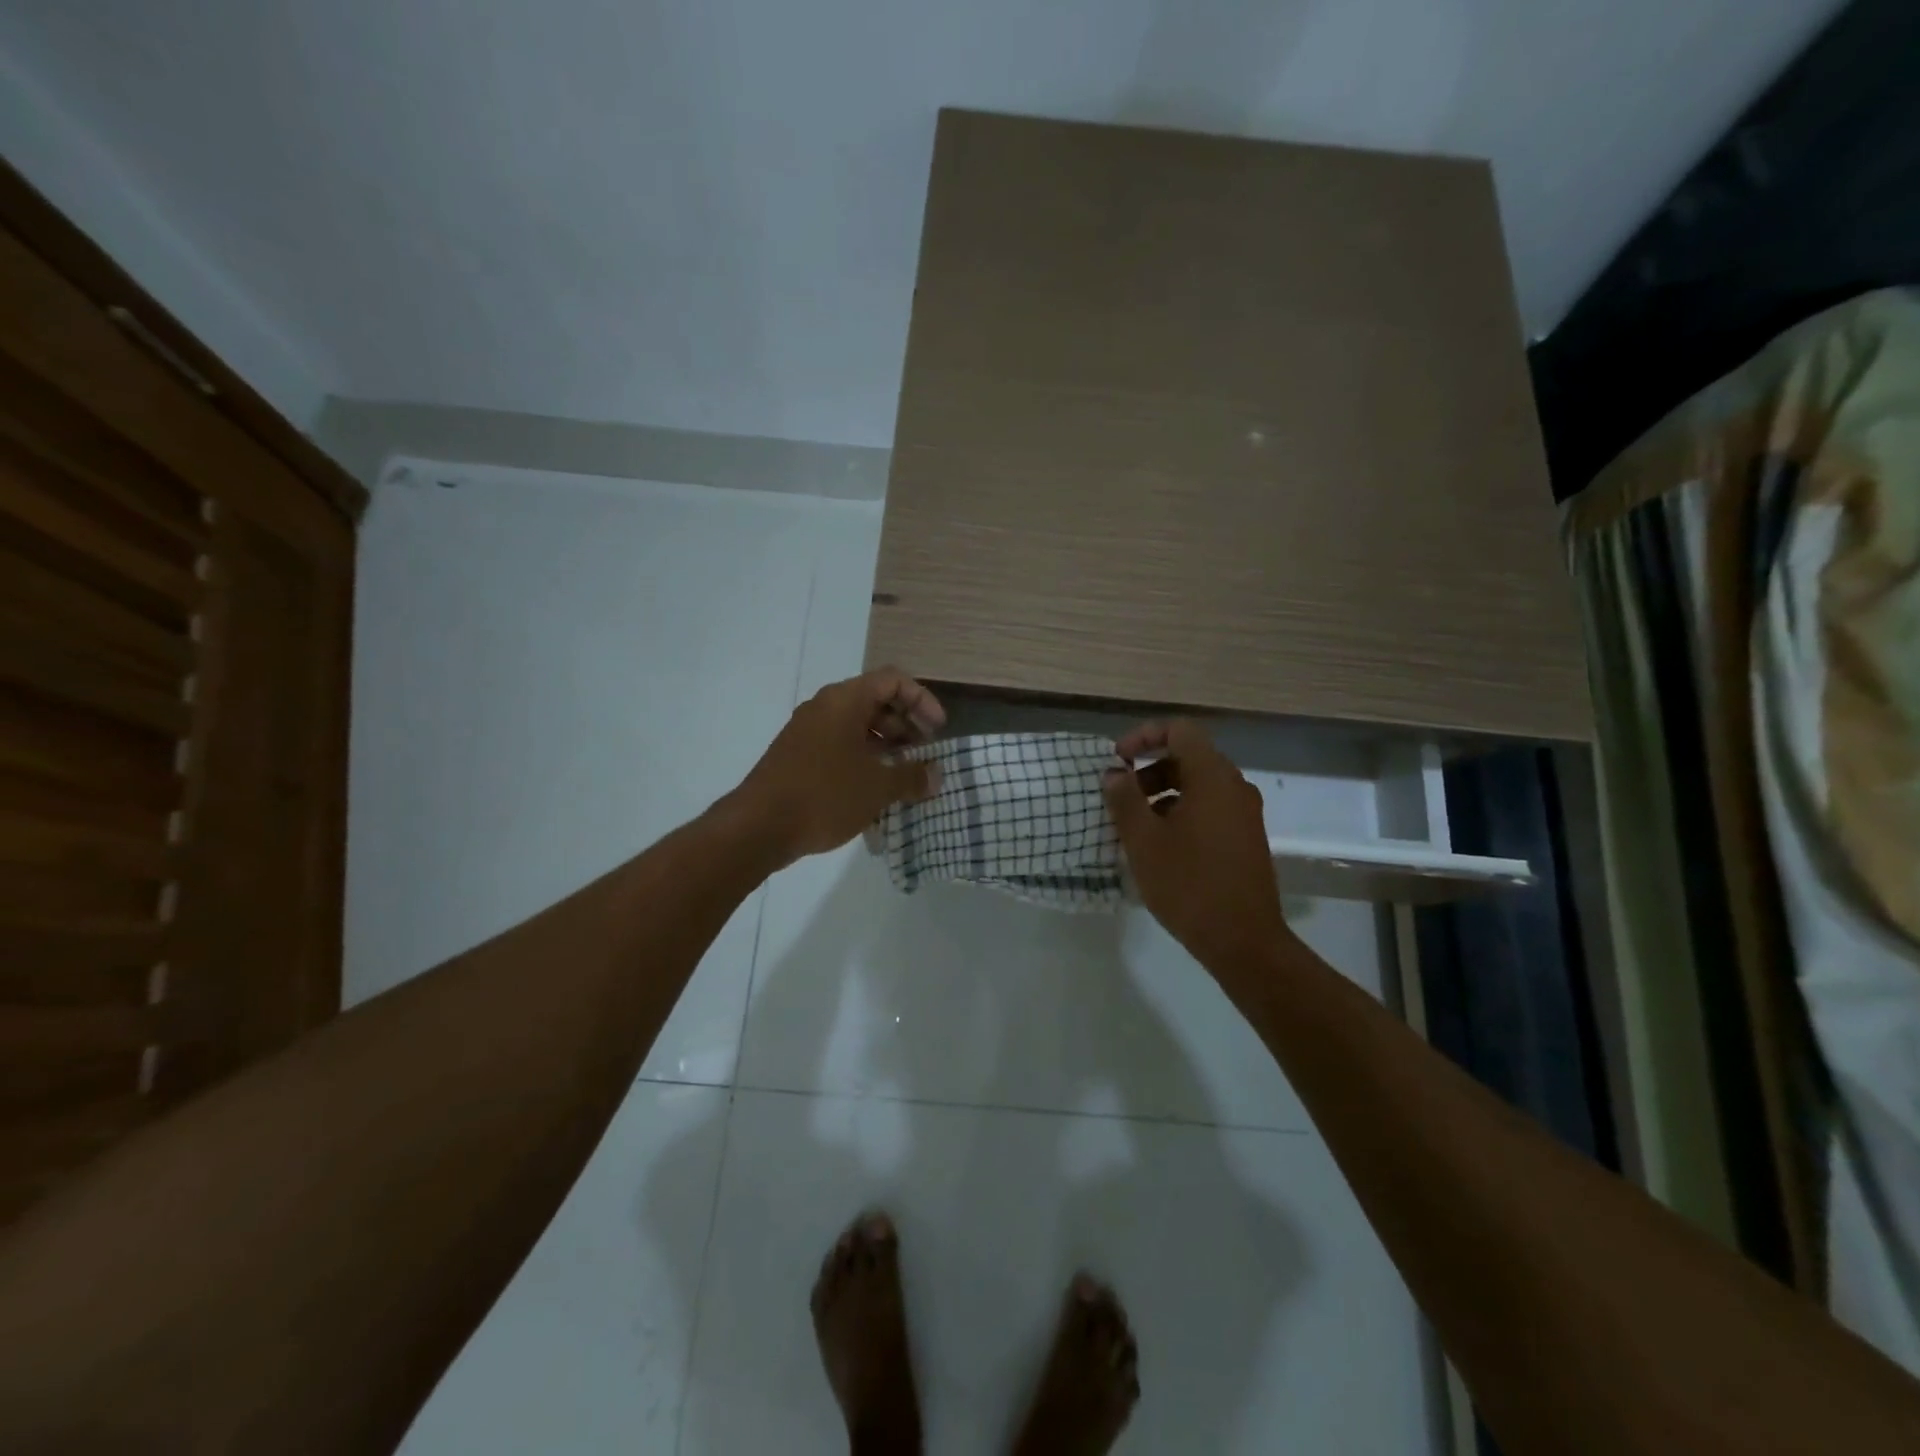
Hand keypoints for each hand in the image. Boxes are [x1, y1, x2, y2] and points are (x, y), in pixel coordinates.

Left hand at [728, 668, 946, 867]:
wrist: (758, 826)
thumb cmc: (824, 795)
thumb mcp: (877, 787)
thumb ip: (912, 777)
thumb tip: (935, 775)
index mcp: (845, 701)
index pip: (893, 680)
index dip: (922, 700)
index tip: (938, 731)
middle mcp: (825, 707)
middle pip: (875, 701)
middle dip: (906, 724)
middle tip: (924, 753)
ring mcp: (807, 731)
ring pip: (856, 725)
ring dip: (886, 745)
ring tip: (904, 774)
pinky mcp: (798, 755)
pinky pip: (839, 745)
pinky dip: (863, 758)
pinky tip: (875, 789)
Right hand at [1103, 719, 1294, 985]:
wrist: (1243, 941)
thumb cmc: (1188, 884)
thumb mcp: (1144, 841)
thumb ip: (1125, 799)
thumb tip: (1114, 773)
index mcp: (1212, 777)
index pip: (1180, 730)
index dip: (1144, 736)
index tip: (1118, 761)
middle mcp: (1234, 786)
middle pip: (1189, 756)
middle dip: (1149, 769)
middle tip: (1120, 797)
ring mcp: (1244, 813)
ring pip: (1198, 785)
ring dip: (1163, 793)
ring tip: (1135, 825)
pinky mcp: (1246, 837)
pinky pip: (1210, 808)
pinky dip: (1181, 811)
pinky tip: (1160, 845)